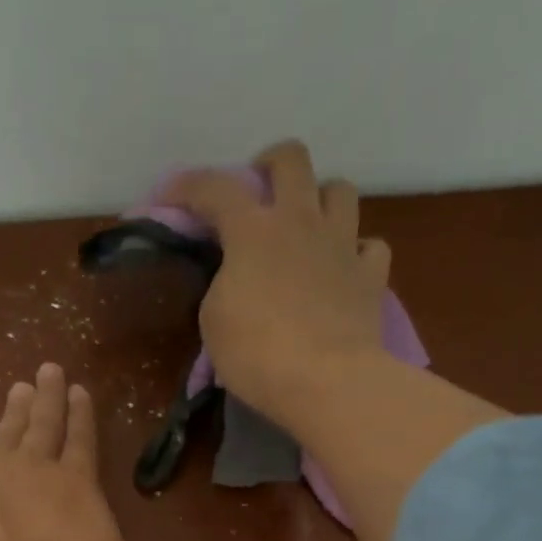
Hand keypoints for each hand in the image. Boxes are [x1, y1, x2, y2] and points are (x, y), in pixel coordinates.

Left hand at [0, 363, 122, 540]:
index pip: (81, 441)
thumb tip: (80, 512)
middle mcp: (35, 469)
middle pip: (43, 426)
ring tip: (18, 389)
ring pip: (5, 434)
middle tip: (49, 370)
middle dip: (48, 398)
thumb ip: (92, 526)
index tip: (78, 390)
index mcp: (78, 485)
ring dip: (12, 412)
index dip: (80, 416)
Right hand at [163, 140, 392, 424]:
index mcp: (253, 231)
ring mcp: (342, 244)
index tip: (169, 197)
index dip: (187, 186)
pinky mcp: (371, 275)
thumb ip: (221, 284)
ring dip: (320, 199)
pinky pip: (369, 246)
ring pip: (340, 190)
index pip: (214, 188)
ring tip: (307, 225)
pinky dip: (356, 252)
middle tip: (259, 191)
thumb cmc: (257, 354)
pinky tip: (343, 268)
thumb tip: (236, 276)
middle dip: (270, 164)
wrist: (326, 381)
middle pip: (292, 159)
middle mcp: (301, 221)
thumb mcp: (214, 321)